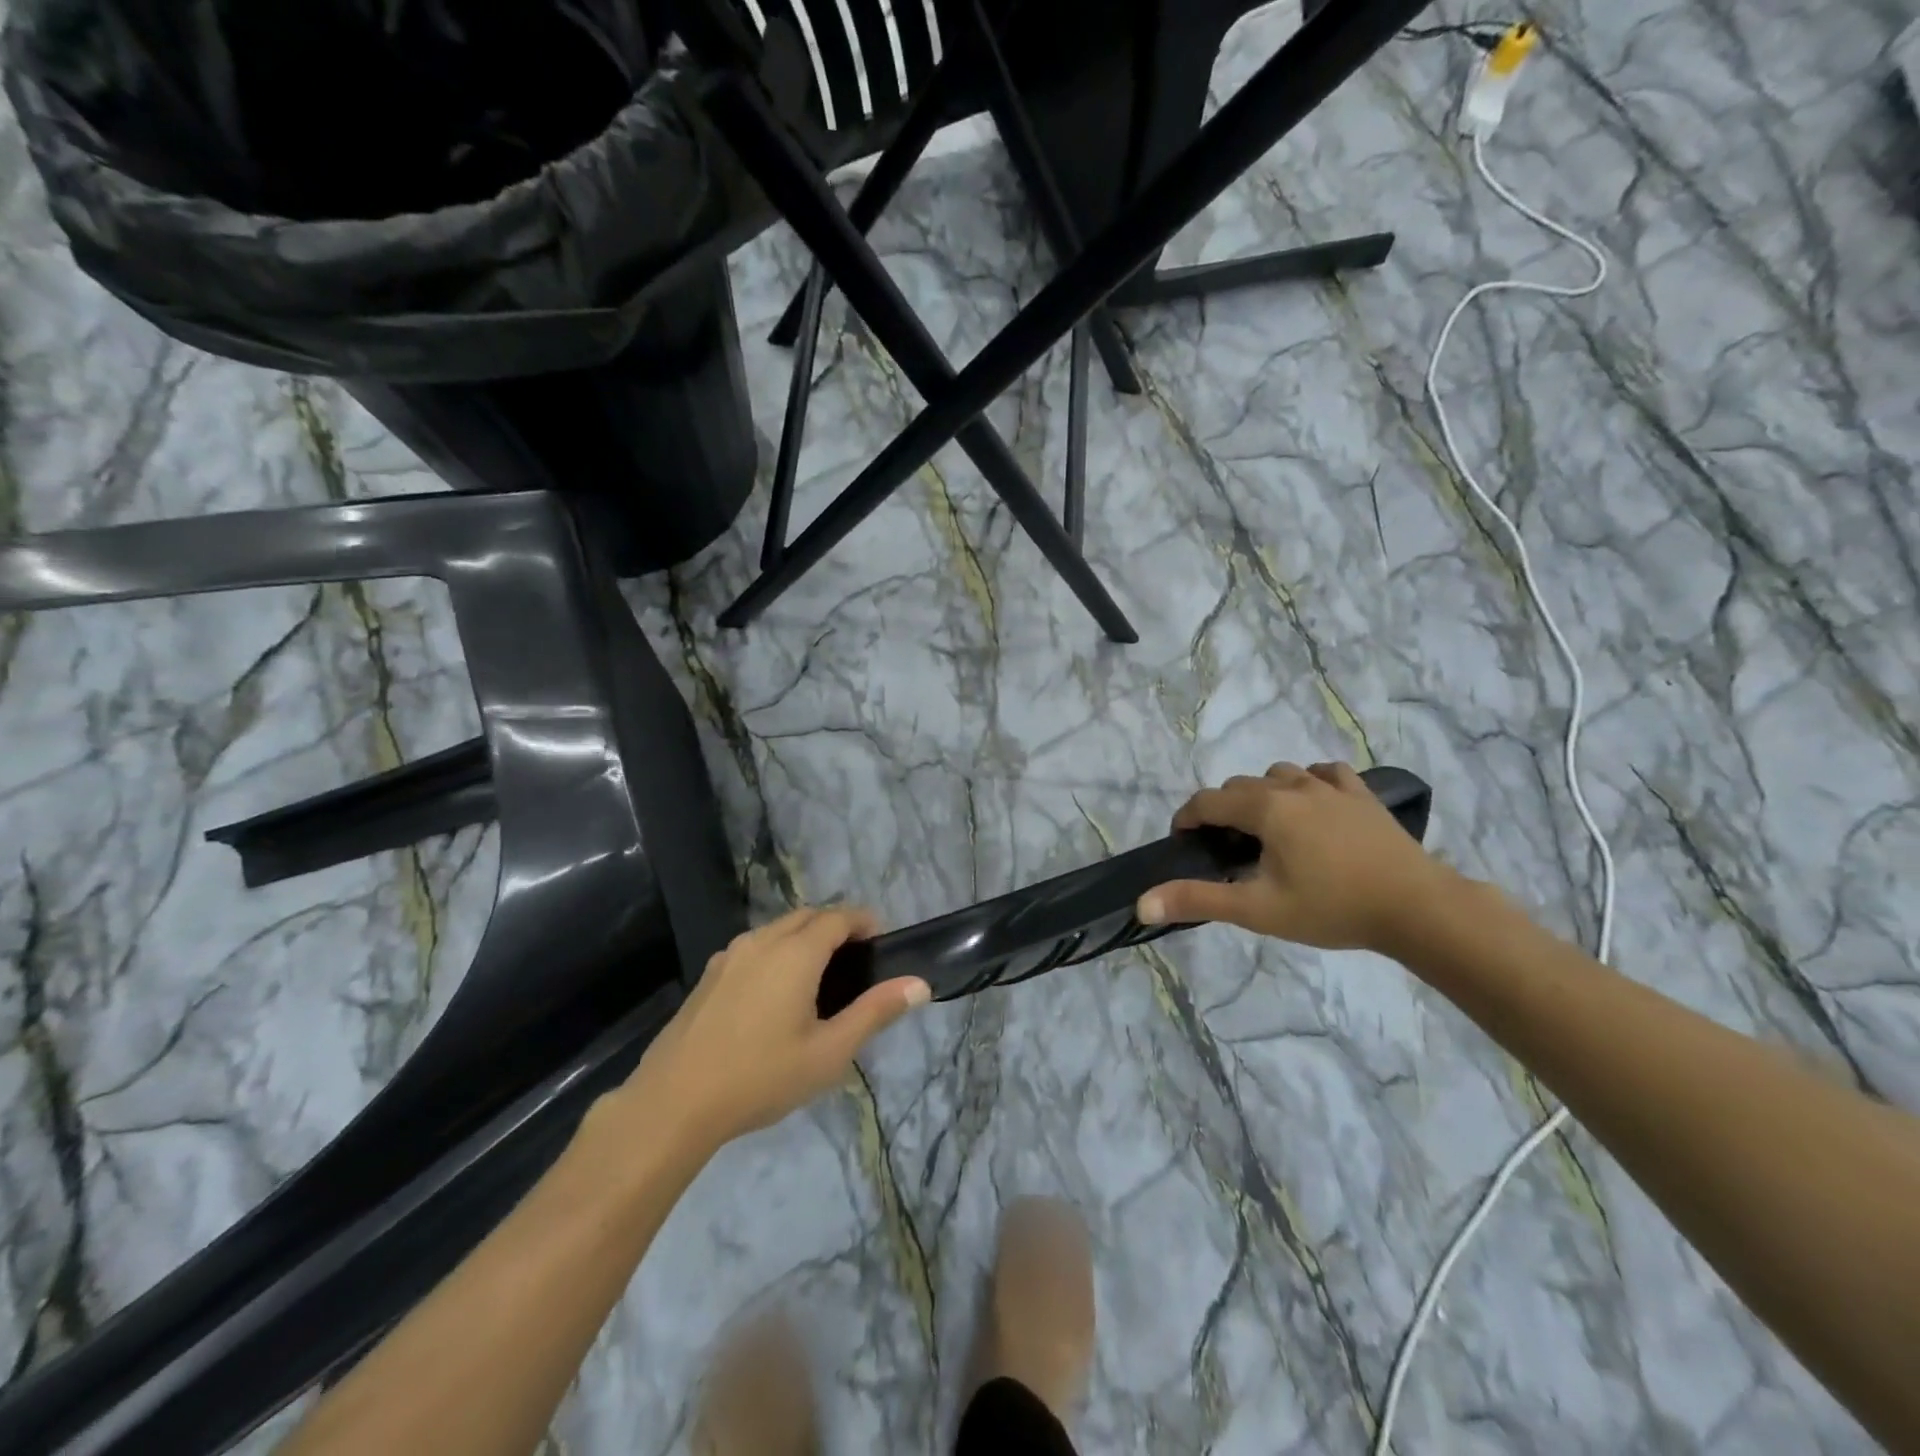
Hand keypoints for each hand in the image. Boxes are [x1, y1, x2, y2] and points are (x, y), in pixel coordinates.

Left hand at [627, 907, 929, 1152]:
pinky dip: (777, 951)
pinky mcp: (709, 974)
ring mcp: (730, 955)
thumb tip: (919, 984)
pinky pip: (754, 947)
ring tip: (820, 976)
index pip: (838, 917)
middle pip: (807, 915)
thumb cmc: (761, 1076)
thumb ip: (875, 1012)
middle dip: (836, 926)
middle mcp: (762, 940)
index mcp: (796, 952)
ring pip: (777, 929)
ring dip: (804, 937)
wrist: (673, 1102)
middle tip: (856, 960)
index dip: (864, 921)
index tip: (881, 941)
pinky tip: (776, 993)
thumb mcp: (829, 1052)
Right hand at [1138, 762, 1464, 954]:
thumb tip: (1141, 904)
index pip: (1208, 801)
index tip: (1184, 843)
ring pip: (1279, 774)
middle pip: (1240, 787)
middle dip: (1223, 811)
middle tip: (1226, 850)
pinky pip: (1323, 773)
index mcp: (1265, 808)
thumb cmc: (1331, 908)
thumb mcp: (1257, 909)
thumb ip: (1197, 900)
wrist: (1417, 908)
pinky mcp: (1361, 794)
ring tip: (1268, 830)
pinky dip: (1307, 783)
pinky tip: (1312, 806)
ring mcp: (1331, 786)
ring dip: (1262, 795)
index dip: (1187, 819)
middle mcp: (1293, 785)